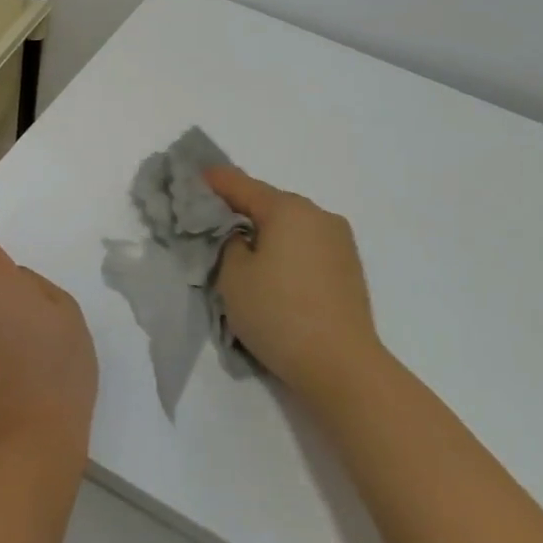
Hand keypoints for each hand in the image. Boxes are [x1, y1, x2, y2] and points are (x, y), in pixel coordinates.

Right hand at [205, 168, 384, 406]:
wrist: (341, 365)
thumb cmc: (278, 314)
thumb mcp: (233, 276)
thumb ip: (228, 243)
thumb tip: (241, 236)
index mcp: (288, 209)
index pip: (241, 185)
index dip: (214, 182)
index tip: (193, 178)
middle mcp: (319, 215)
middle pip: (269, 203)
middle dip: (240, 209)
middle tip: (211, 219)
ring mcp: (340, 241)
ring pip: (291, 225)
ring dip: (265, 232)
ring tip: (241, 249)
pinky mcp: (349, 267)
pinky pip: (307, 246)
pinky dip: (286, 249)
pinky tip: (272, 270)